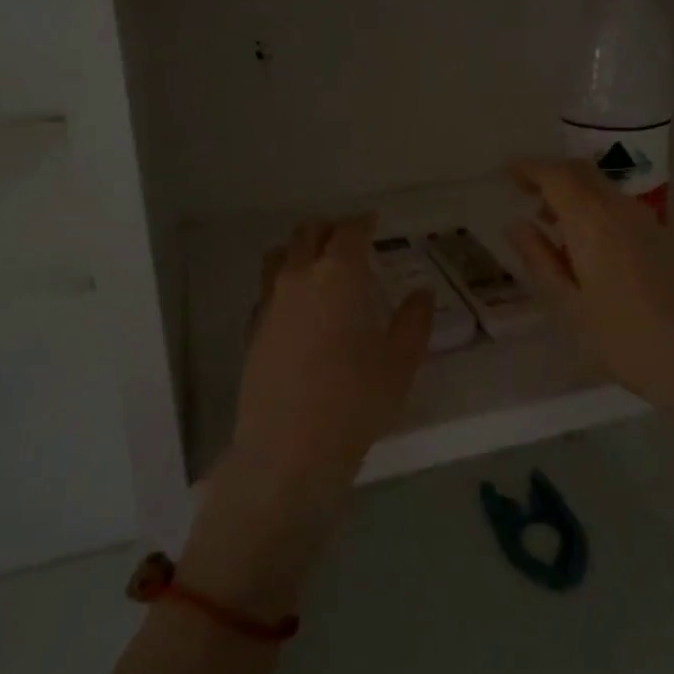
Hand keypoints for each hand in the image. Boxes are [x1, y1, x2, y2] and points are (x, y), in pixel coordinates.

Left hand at [225, 212, 434, 503]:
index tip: (375, 222)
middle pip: (308, 233)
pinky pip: (267, 289)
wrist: (287, 450)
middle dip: (330, 230)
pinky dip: (283, 283)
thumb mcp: (399, 363)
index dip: (363, 222)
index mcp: (338, 276)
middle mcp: (298, 277)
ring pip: (279, 255)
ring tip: (319, 267)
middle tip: (350, 242)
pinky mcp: (251, 328)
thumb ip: (414, 321)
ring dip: (300, 250)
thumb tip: (421, 293)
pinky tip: (299, 309)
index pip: (349, 231)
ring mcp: (269, 302)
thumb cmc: (354, 402)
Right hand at [505, 160, 673, 475]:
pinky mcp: (666, 237)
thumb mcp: (569, 308)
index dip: (530, 168)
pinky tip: (588, 245)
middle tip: (525, 193)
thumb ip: (539, 260)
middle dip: (551, 174)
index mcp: (593, 222)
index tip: (508, 173)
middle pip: (582, 172)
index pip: (556, 175)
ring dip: (574, 192)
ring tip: (552, 224)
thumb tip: (516, 225)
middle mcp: (622, 210)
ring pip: (604, 188)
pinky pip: (621, 206)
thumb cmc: (625, 341)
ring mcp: (649, 221)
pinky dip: (596, 208)